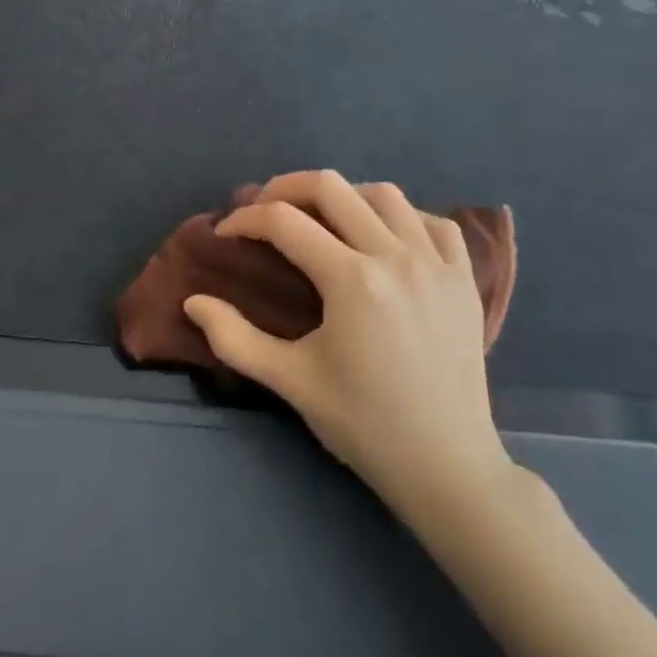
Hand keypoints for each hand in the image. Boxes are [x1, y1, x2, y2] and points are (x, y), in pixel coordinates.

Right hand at [184, 170, 511, 502]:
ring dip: (344, 196)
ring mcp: (436, 263)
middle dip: (285, 188)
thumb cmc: (365, 425)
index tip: (226, 232)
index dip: (245, 219)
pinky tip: (386, 238)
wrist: (447, 468)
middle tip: (264, 210)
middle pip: (331, 187)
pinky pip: (434, 221)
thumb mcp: (291, 382)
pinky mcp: (464, 278)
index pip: (284, 222)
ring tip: (323, 218)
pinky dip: (405, 217)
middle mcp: (395, 256)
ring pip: (384, 194)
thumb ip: (234, 338)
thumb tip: (192, 302)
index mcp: (351, 280)